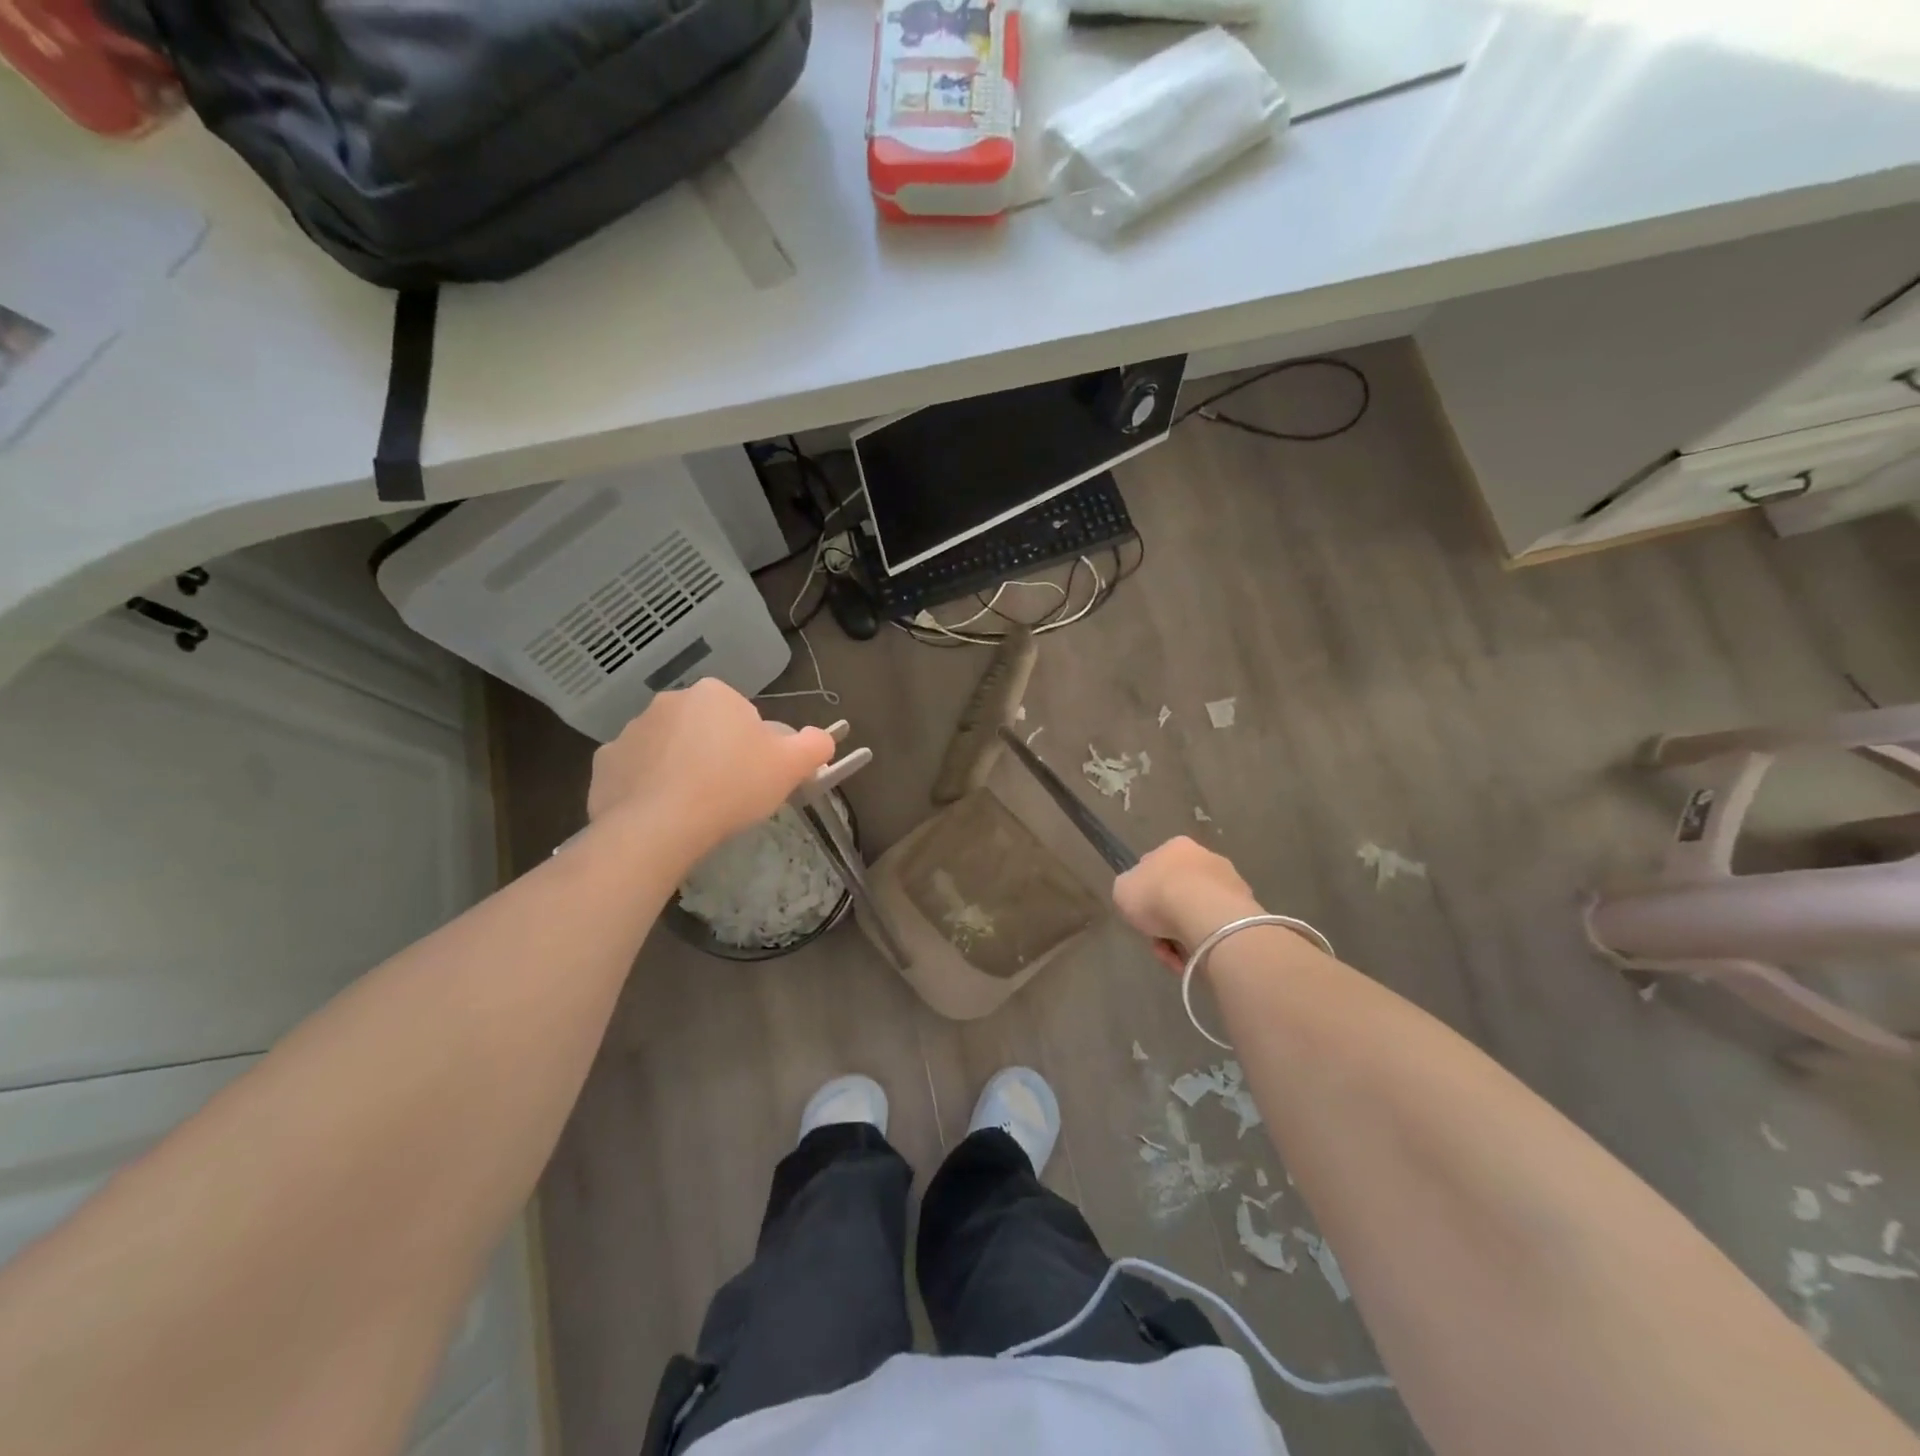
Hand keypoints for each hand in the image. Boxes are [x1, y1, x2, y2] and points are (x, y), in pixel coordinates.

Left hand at [586, 679, 835, 860]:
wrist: (658, 826)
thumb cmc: (732, 786)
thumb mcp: (790, 766)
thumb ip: (814, 745)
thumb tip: (823, 738)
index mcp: (714, 694)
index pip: (742, 716)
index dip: (753, 748)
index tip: (754, 776)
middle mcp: (669, 701)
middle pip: (704, 728)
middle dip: (715, 754)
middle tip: (728, 793)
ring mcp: (631, 730)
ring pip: (668, 748)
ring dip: (680, 768)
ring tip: (693, 807)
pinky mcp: (605, 762)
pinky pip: (635, 770)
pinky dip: (647, 786)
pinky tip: (661, 813)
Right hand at [1113, 837, 1263, 972]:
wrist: (1204, 914)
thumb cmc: (1158, 895)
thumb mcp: (1122, 890)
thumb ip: (1129, 889)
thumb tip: (1140, 894)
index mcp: (1176, 847)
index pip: (1155, 868)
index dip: (1145, 894)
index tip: (1142, 915)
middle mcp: (1206, 858)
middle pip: (1179, 893)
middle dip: (1167, 919)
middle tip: (1158, 940)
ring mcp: (1231, 882)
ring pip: (1198, 913)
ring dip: (1184, 934)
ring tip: (1176, 955)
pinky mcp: (1247, 908)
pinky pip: (1217, 928)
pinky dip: (1204, 942)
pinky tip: (1195, 955)